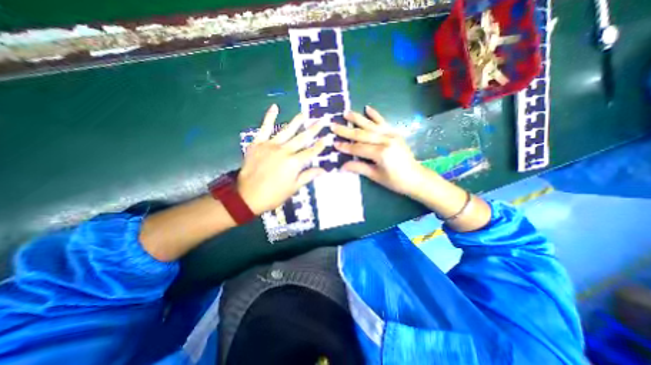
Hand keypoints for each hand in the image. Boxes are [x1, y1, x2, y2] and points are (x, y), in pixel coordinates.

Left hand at [238, 104, 324, 215]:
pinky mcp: (258, 143)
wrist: (248, 196)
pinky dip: (269, 117)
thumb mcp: (294, 187)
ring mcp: (270, 145)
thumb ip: (308, 176)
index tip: (326, 138)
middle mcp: (285, 151)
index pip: (311, 152)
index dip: (320, 146)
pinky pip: (264, 128)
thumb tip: (324, 170)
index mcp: (294, 163)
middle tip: (321, 120)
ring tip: (304, 113)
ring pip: (287, 130)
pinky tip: (275, 107)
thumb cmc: (274, 194)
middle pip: (302, 138)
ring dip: (297, 121)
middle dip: (313, 129)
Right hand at [332, 105, 430, 196]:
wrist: (416, 177)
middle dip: (346, 131)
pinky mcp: (395, 133)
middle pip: (362, 134)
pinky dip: (375, 115)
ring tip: (346, 113)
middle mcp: (386, 141)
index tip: (334, 143)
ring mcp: (391, 135)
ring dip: (357, 119)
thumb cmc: (395, 180)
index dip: (346, 147)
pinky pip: (383, 122)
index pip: (358, 148)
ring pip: (371, 125)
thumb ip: (359, 168)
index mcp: (381, 153)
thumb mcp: (376, 176)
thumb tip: (341, 166)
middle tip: (333, 125)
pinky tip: (367, 108)